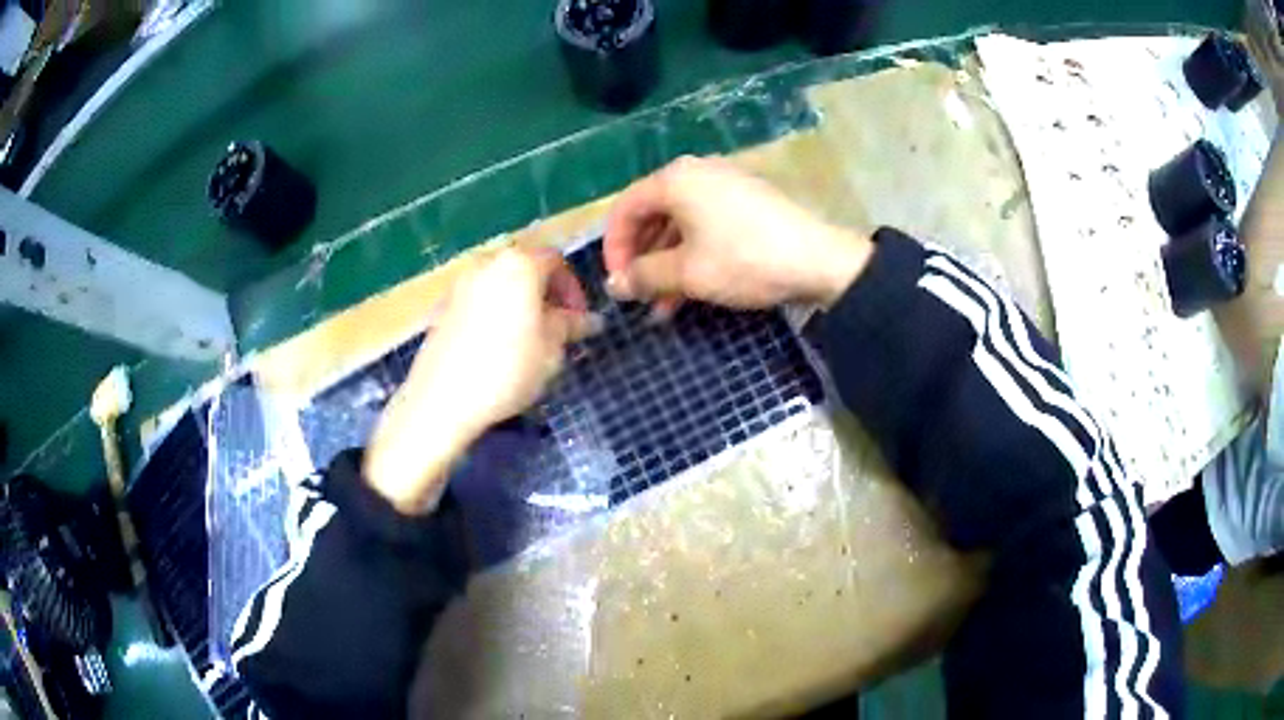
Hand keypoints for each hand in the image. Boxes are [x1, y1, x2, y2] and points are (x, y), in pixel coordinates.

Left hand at [365, 247, 598, 514]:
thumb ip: (570, 325)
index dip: (573, 289)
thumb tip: (588, 319)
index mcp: (519, 264)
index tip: (579, 320)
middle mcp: (487, 262)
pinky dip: (494, 313)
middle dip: (545, 294)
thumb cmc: (507, 370)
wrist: (442, 399)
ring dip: (519, 303)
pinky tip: (497, 347)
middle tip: (555, 328)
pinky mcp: (442, 307)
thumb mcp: (551, 350)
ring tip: (528, 340)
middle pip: (525, 268)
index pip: (556, 261)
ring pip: (500, 284)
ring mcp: (460, 284)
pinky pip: (479, 300)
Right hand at [603, 156, 873, 313]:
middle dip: (642, 259)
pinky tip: (692, 290)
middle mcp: (697, 172)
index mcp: (675, 179)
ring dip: (667, 263)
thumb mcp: (687, 272)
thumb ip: (643, 276)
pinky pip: (706, 224)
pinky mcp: (748, 201)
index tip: (617, 283)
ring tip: (663, 306)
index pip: (625, 208)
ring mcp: (726, 184)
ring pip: (680, 224)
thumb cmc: (744, 260)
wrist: (819, 260)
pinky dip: (693, 254)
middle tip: (638, 295)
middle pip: (653, 214)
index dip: (614, 248)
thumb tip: (613, 286)